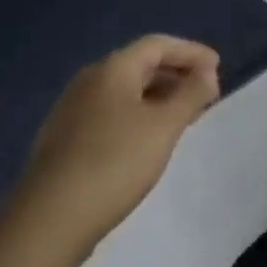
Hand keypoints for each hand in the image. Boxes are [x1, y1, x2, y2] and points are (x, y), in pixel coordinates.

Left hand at [16, 35, 220, 257]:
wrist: (48, 221)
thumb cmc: (114, 163)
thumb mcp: (164, 126)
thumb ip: (191, 94)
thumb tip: (207, 73)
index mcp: (112, 69)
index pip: (158, 44)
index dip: (191, 51)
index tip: (218, 67)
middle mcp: (89, 81)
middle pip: (140, 64)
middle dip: (176, 74)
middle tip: (206, 92)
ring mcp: (72, 111)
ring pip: (125, 91)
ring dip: (159, 96)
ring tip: (184, 117)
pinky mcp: (65, 140)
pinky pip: (111, 113)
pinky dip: (138, 115)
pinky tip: (149, 140)